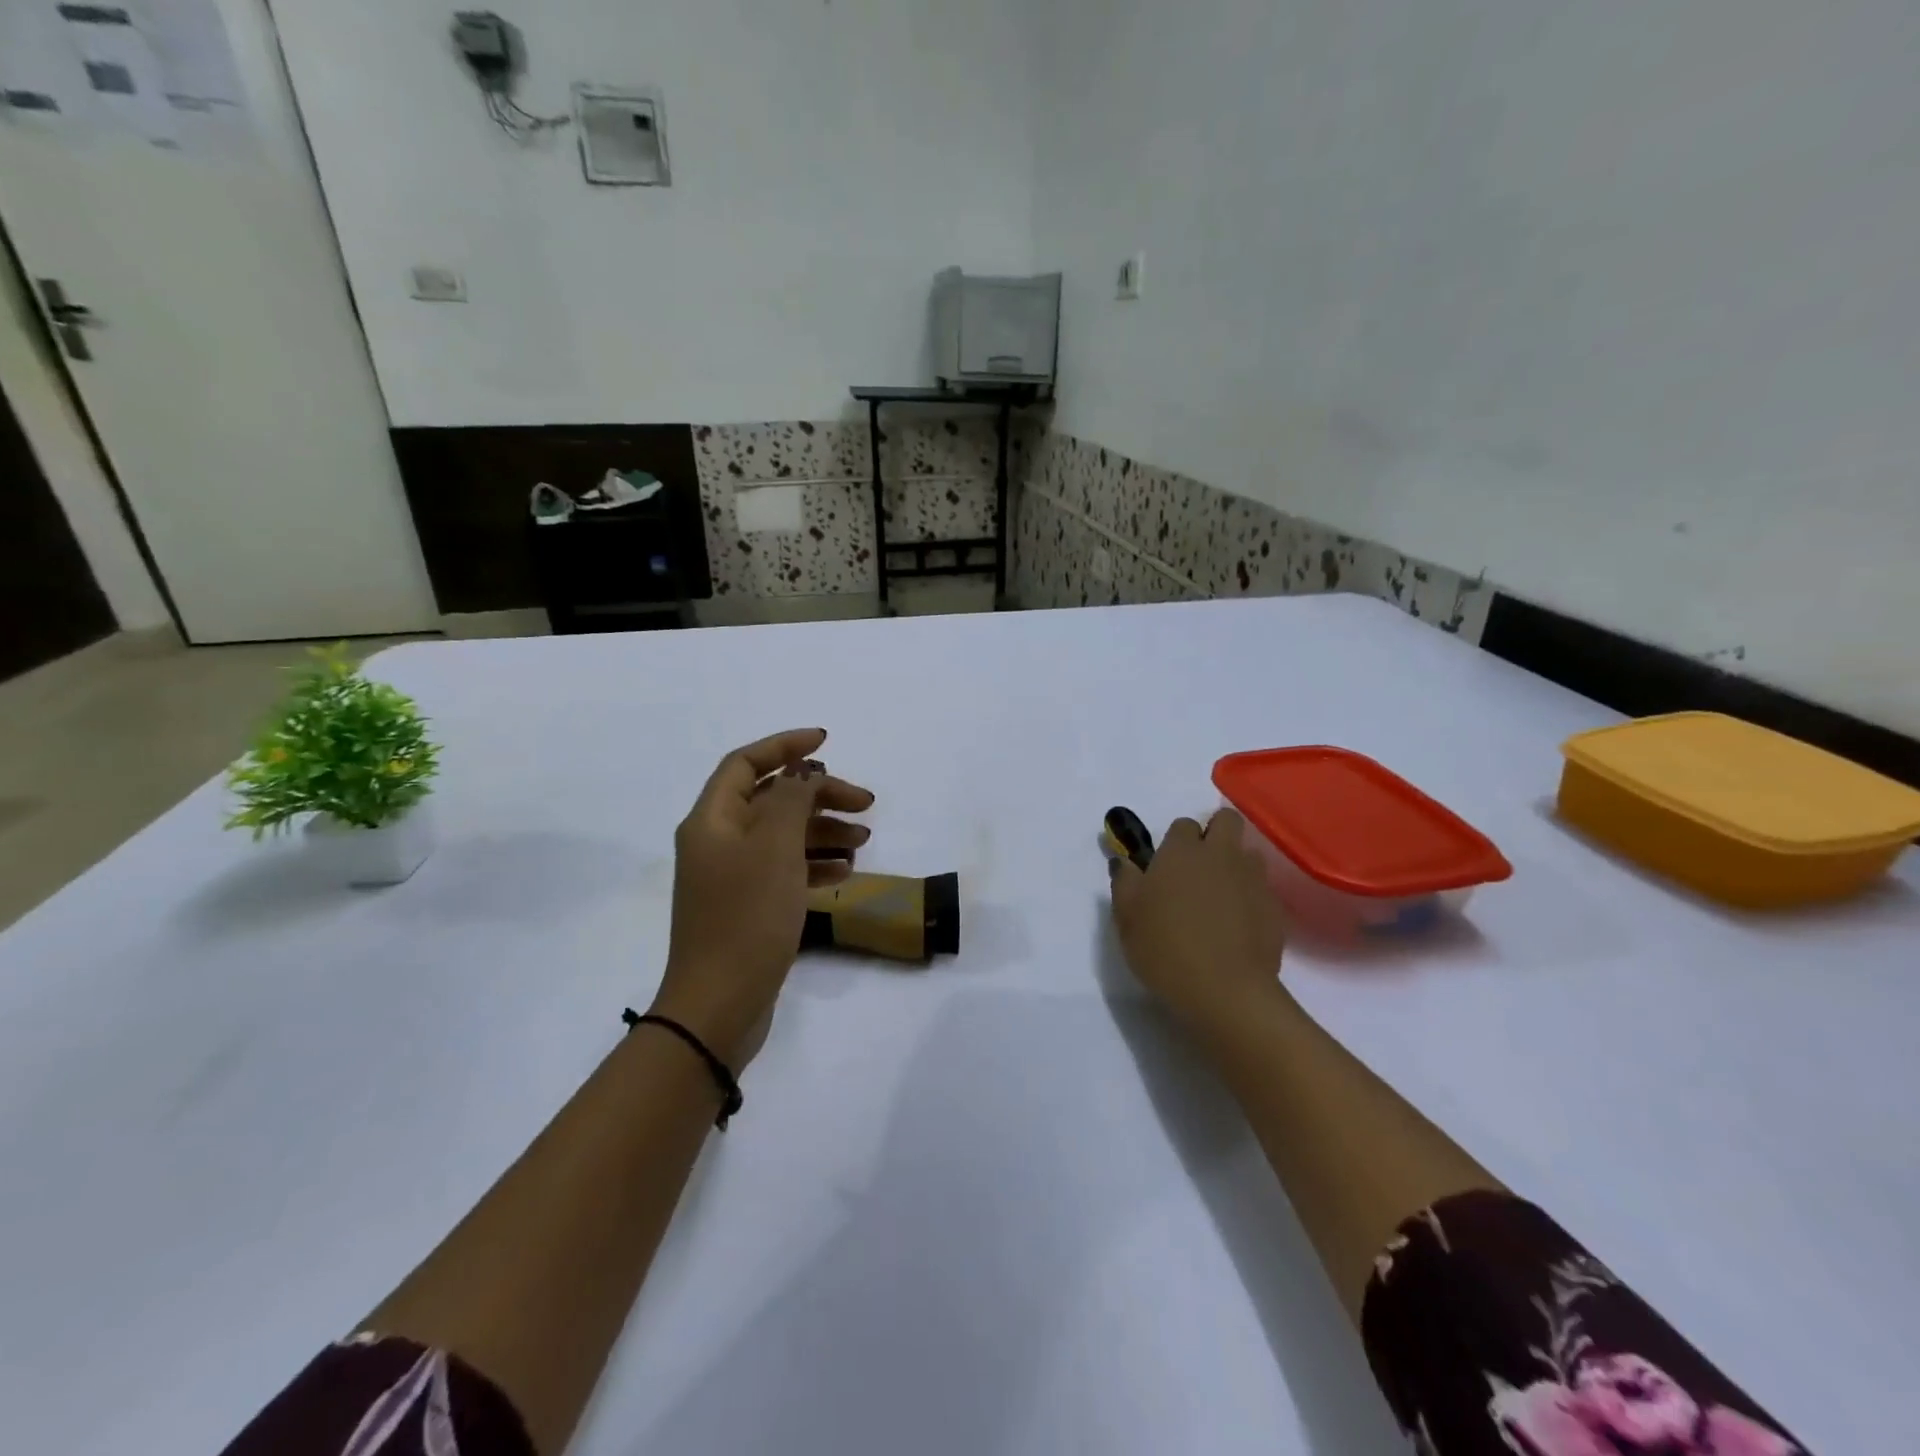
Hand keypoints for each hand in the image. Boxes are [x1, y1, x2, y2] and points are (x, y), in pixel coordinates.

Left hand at [651, 728, 874, 1066]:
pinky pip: (784, 869)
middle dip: (819, 795)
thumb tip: (803, 772)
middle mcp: (717, 841)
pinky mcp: (748, 906)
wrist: (719, 1005)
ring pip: (782, 835)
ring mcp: (732, 876)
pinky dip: (814, 864)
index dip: (785, 746)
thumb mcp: (774, 848)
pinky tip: (845, 871)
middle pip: (772, 799)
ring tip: (863, 840)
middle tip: (865, 803)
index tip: (827, 742)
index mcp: (712, 820)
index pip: (746, 763)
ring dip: (823, 831)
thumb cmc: (747, 917)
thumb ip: (791, 799)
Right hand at [1110, 808, 1287, 1040]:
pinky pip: (1262, 889)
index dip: (1176, 841)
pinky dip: (1251, 898)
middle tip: (1199, 867)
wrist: (1225, 991)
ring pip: (1249, 854)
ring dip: (1236, 865)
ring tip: (1221, 896)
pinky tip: (1239, 926)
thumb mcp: (1127, 918)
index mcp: (1181, 851)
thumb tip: (1123, 861)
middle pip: (1226, 821)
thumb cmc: (1165, 949)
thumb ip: (1124, 882)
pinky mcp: (1275, 908)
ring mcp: (1253, 879)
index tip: (1167, 865)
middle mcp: (1220, 855)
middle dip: (1215, 833)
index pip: (1183, 824)